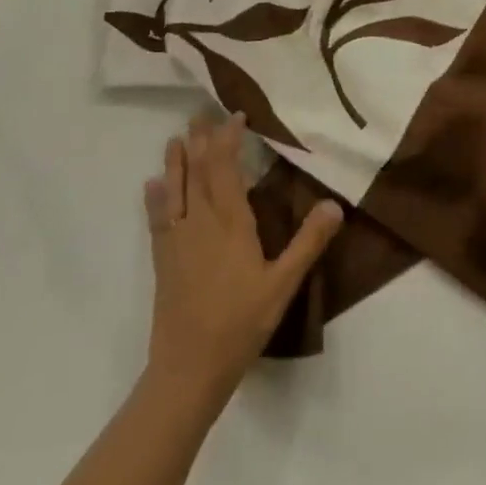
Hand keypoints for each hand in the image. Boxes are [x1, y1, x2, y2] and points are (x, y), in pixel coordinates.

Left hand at [143, 112, 341, 406]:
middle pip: (199, 172)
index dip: (229, 140)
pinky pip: (157, 220)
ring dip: (176, 162)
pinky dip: (154, 199)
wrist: (189, 370)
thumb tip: (334, 204)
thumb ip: (308, 243)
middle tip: (201, 114)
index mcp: (231, 223)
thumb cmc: (240, 323)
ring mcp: (178, 241)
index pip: (227, 169)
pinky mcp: (163, 261)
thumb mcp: (283, 284)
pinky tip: (151, 186)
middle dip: (201, 141)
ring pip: (176, 190)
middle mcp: (201, 222)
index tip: (236, 116)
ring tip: (174, 138)